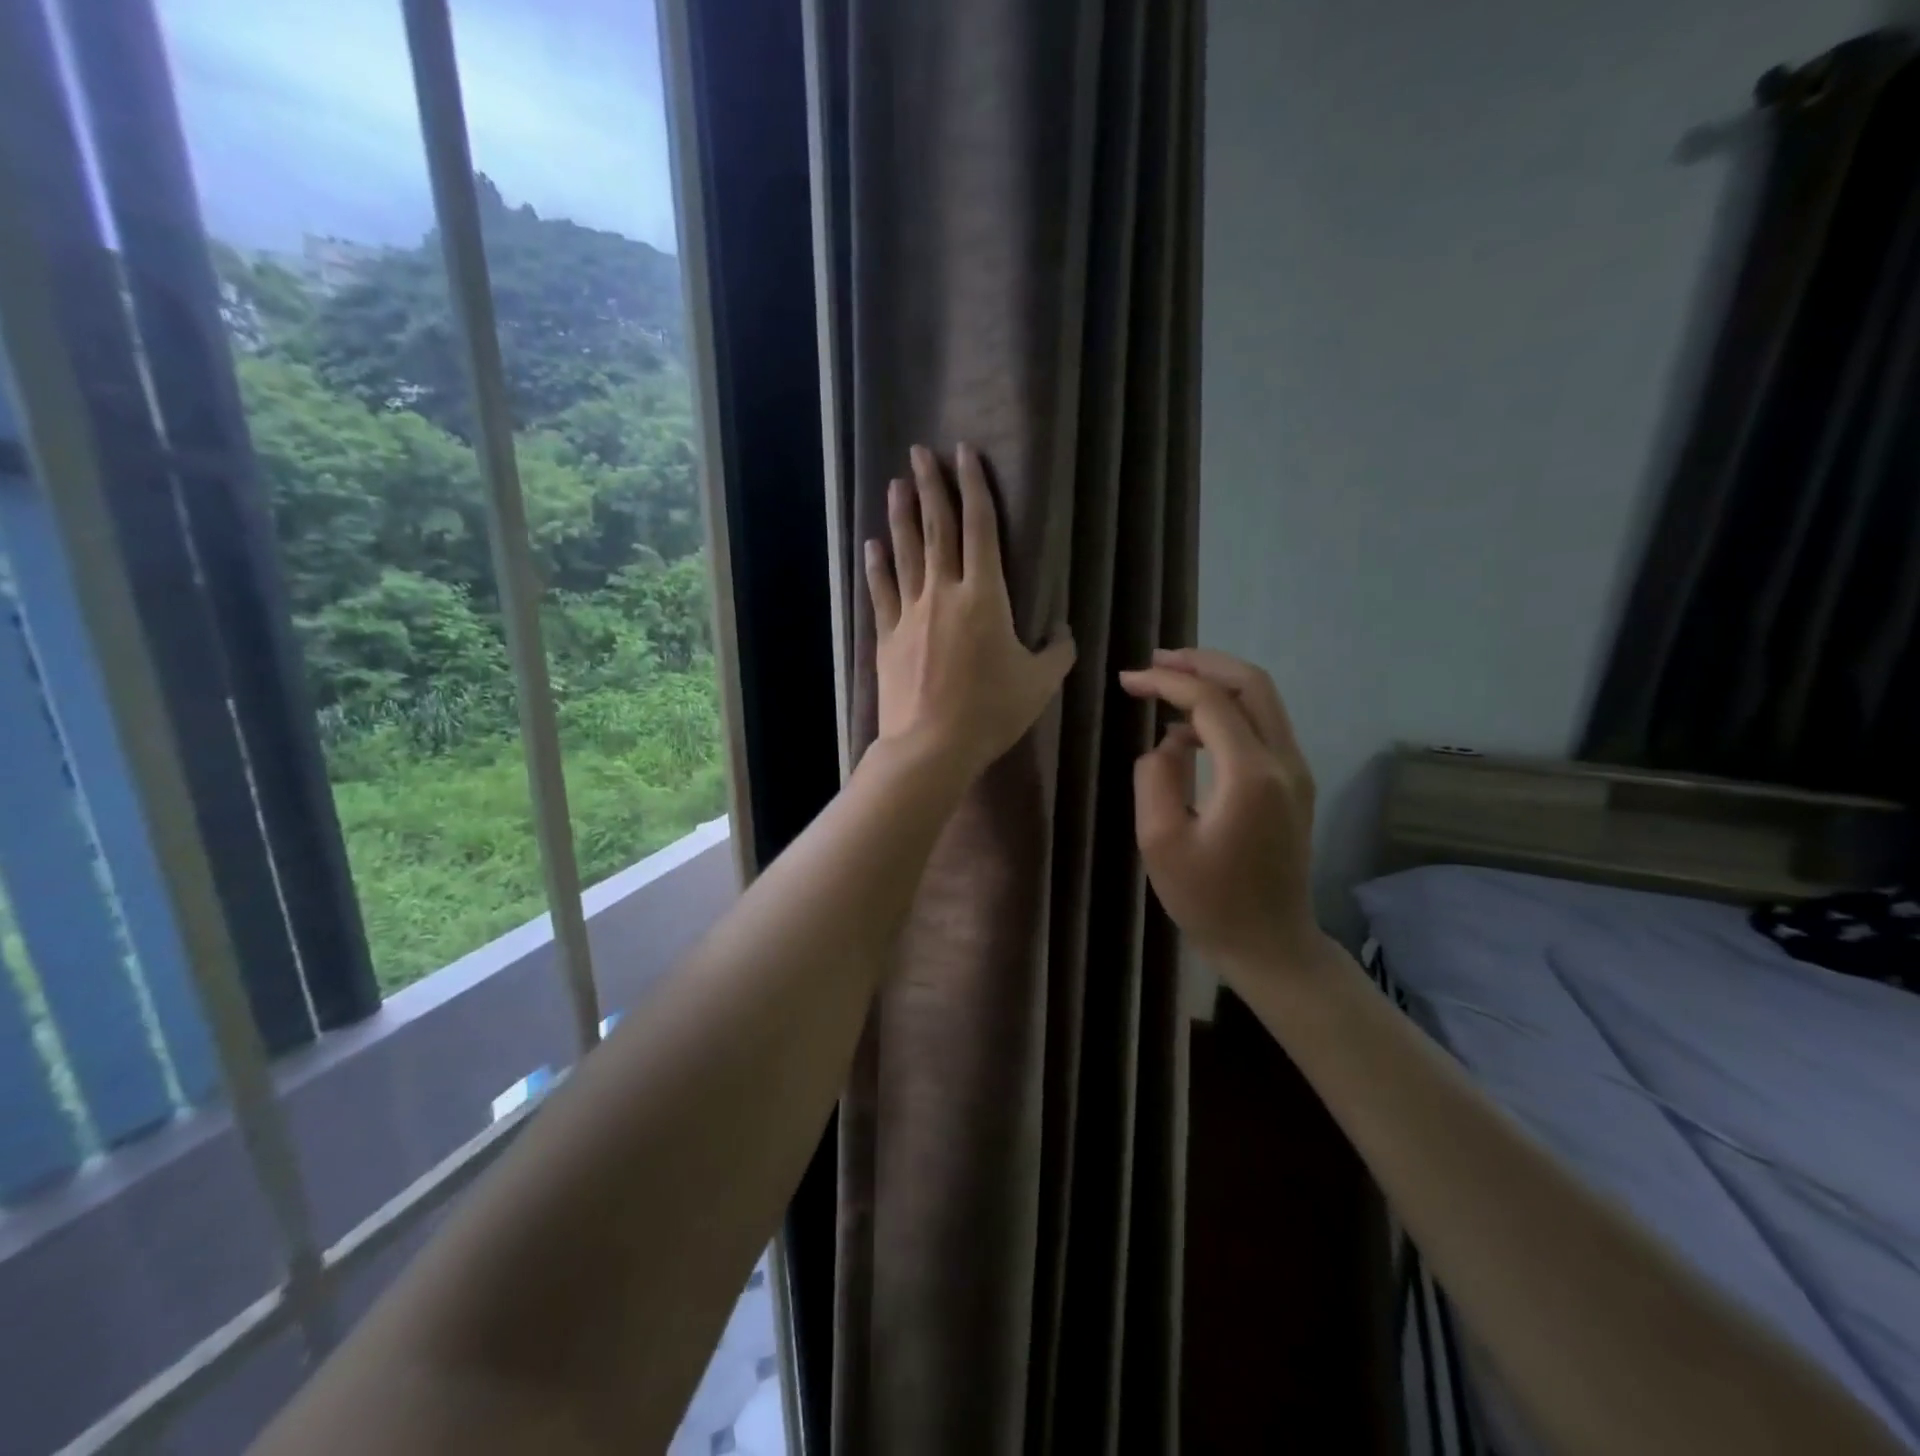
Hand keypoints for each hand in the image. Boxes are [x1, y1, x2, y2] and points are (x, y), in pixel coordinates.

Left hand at [867, 443, 1075, 781]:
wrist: (931, 746)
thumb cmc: (991, 712)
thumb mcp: (1039, 683)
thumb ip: (1057, 651)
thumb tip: (1063, 631)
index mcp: (985, 597)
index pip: (980, 528)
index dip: (973, 488)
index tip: (964, 453)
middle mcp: (944, 593)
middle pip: (937, 529)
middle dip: (931, 487)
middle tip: (920, 452)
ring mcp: (910, 613)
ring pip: (905, 553)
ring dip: (901, 515)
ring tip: (897, 484)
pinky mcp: (888, 637)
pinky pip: (882, 592)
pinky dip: (878, 566)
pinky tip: (873, 546)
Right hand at [1119, 648, 1320, 976]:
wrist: (1270, 945)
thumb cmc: (1209, 900)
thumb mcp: (1160, 841)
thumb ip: (1155, 777)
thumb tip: (1167, 744)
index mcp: (1250, 774)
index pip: (1210, 702)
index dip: (1166, 681)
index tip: (1127, 680)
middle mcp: (1284, 761)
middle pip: (1252, 683)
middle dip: (1201, 663)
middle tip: (1156, 660)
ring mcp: (1296, 772)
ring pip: (1263, 701)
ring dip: (1217, 683)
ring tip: (1168, 684)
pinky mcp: (1294, 785)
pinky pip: (1263, 727)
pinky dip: (1228, 712)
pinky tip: (1190, 730)